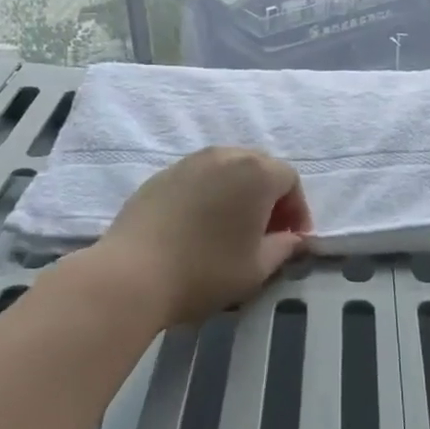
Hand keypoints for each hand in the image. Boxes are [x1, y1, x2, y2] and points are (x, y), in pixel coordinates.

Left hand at [92, 147, 313, 324]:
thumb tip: (294, 239)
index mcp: (256, 172)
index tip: (292, 240)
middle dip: (270, 197)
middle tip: (267, 232)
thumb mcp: (257, 268)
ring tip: (232, 227)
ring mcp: (190, 161)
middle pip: (260, 167)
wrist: (132, 273)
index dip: (297, 210)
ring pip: (228, 168)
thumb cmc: (205, 270)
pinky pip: (199, 176)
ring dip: (239, 192)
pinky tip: (200, 225)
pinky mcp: (162, 174)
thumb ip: (284, 248)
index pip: (290, 180)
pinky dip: (210, 193)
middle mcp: (225, 155)